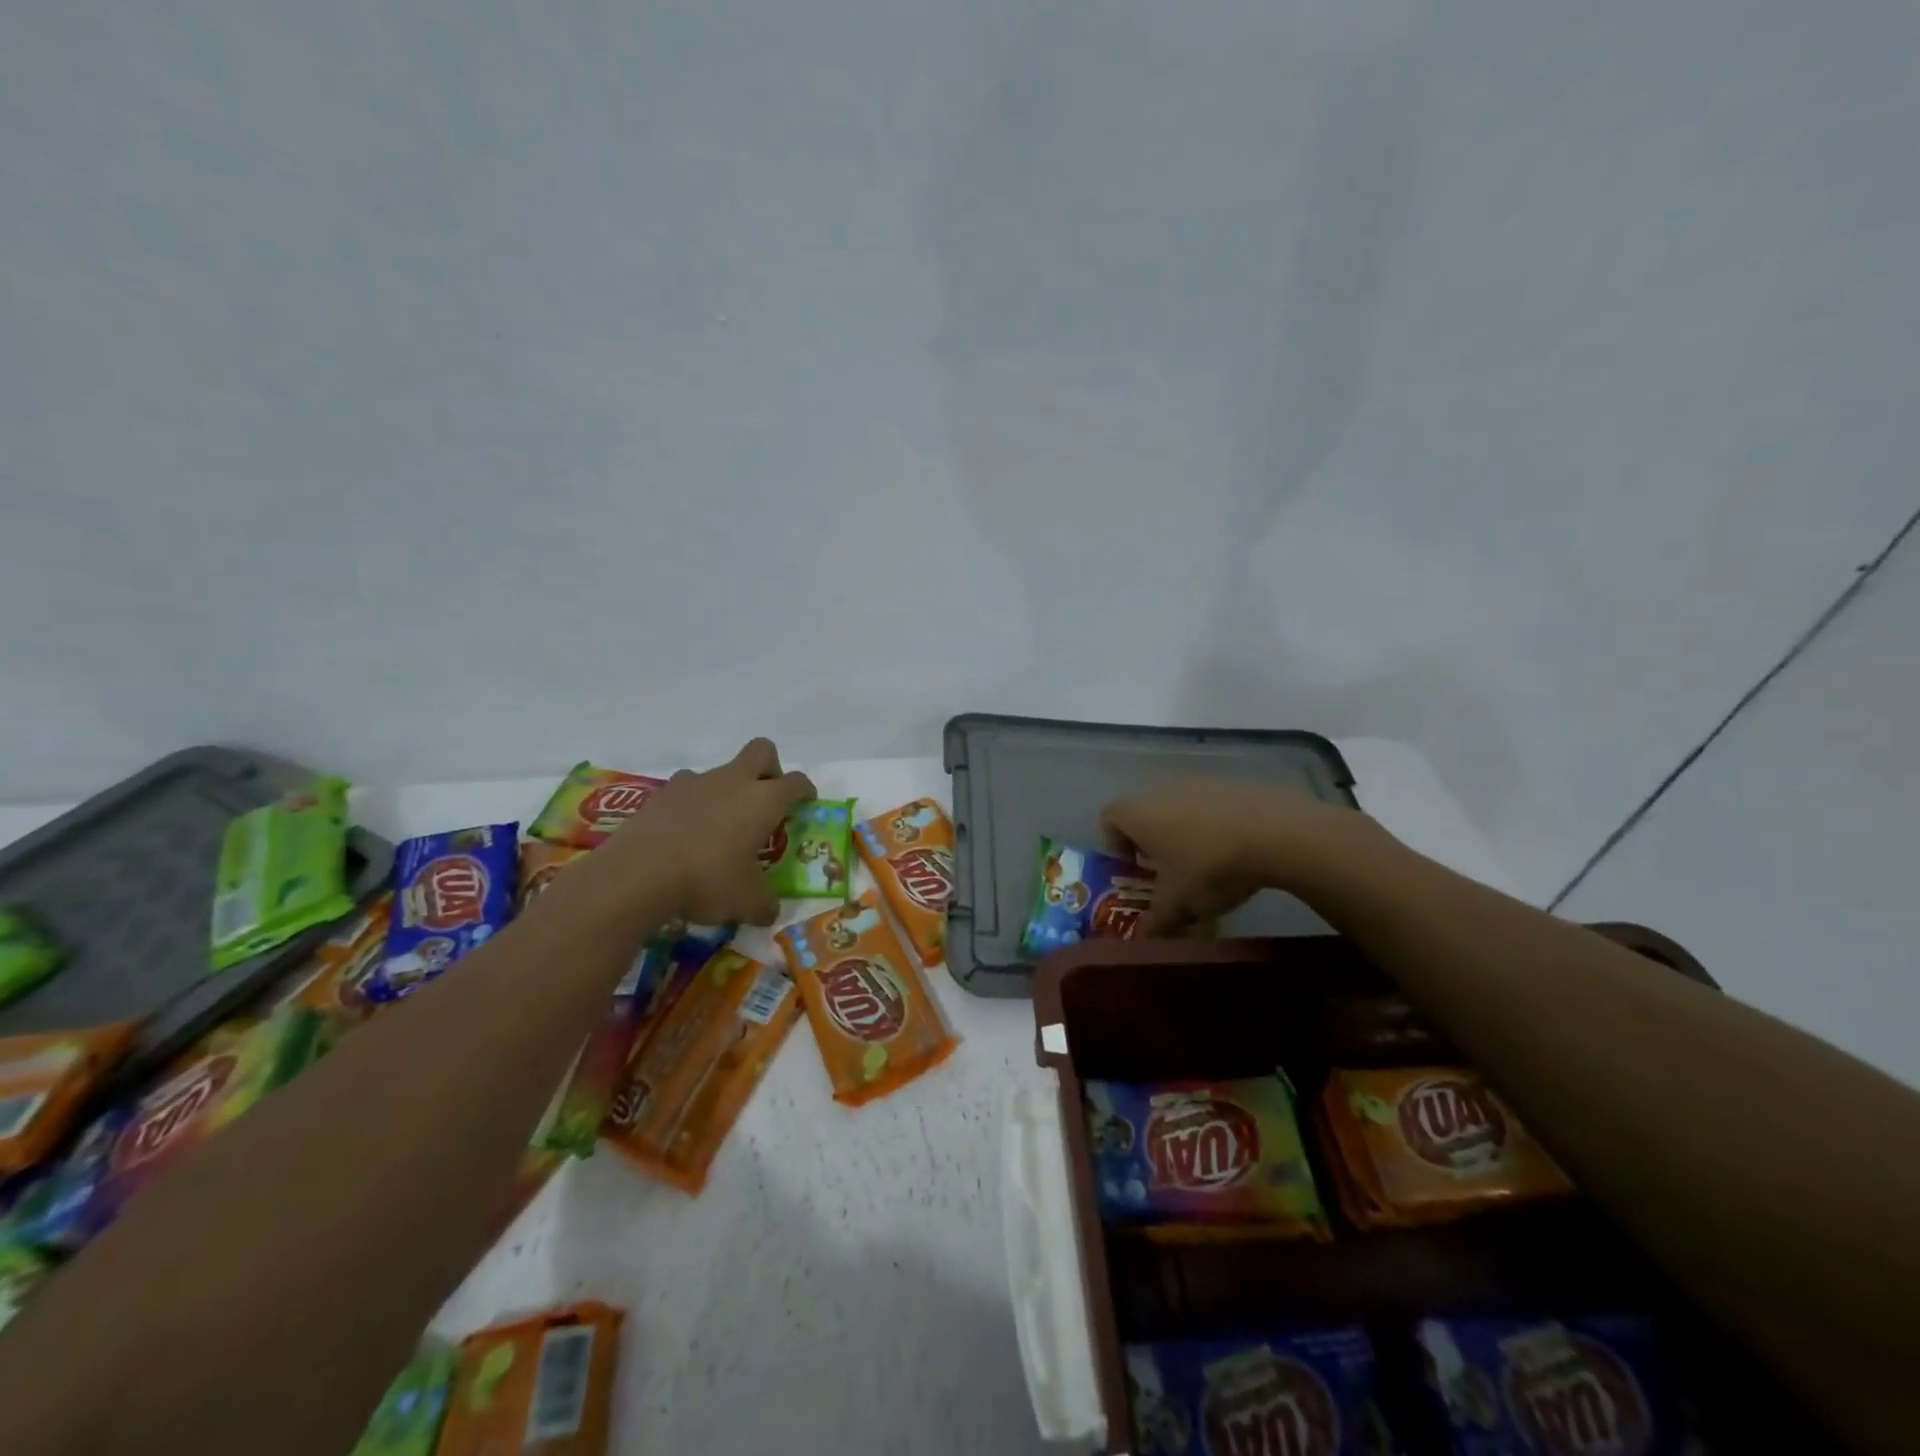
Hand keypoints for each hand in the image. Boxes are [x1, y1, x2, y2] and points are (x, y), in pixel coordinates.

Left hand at [597, 738, 814, 925]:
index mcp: (763, 801)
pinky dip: (693, 804)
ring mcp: (695, 782)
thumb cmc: (706, 881)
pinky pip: (687, 789)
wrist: (637, 874)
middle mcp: (733, 781)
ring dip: (728, 790)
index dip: (805, 790)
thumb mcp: (746, 903)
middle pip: (761, 751)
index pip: (796, 782)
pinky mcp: (662, 793)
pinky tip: (686, 833)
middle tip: (767, 798)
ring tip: (720, 826)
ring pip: (721, 771)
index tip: (806, 802)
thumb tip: (770, 912)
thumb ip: (765, 905)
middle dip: (770, 768)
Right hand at [1100, 779, 1362, 935]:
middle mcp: (1161, 790)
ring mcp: (1199, 783)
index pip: (1108, 818)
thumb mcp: (1178, 904)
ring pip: (1180, 808)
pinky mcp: (1232, 784)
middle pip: (1145, 812)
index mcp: (1138, 814)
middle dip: (1153, 842)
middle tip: (1170, 872)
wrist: (1276, 832)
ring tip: (1208, 864)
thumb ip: (1156, 921)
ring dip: (1186, 832)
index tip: (1135, 869)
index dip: (1114, 844)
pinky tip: (1238, 850)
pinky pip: (1212, 805)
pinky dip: (1216, 825)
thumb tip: (1145, 935)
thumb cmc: (1210, 866)